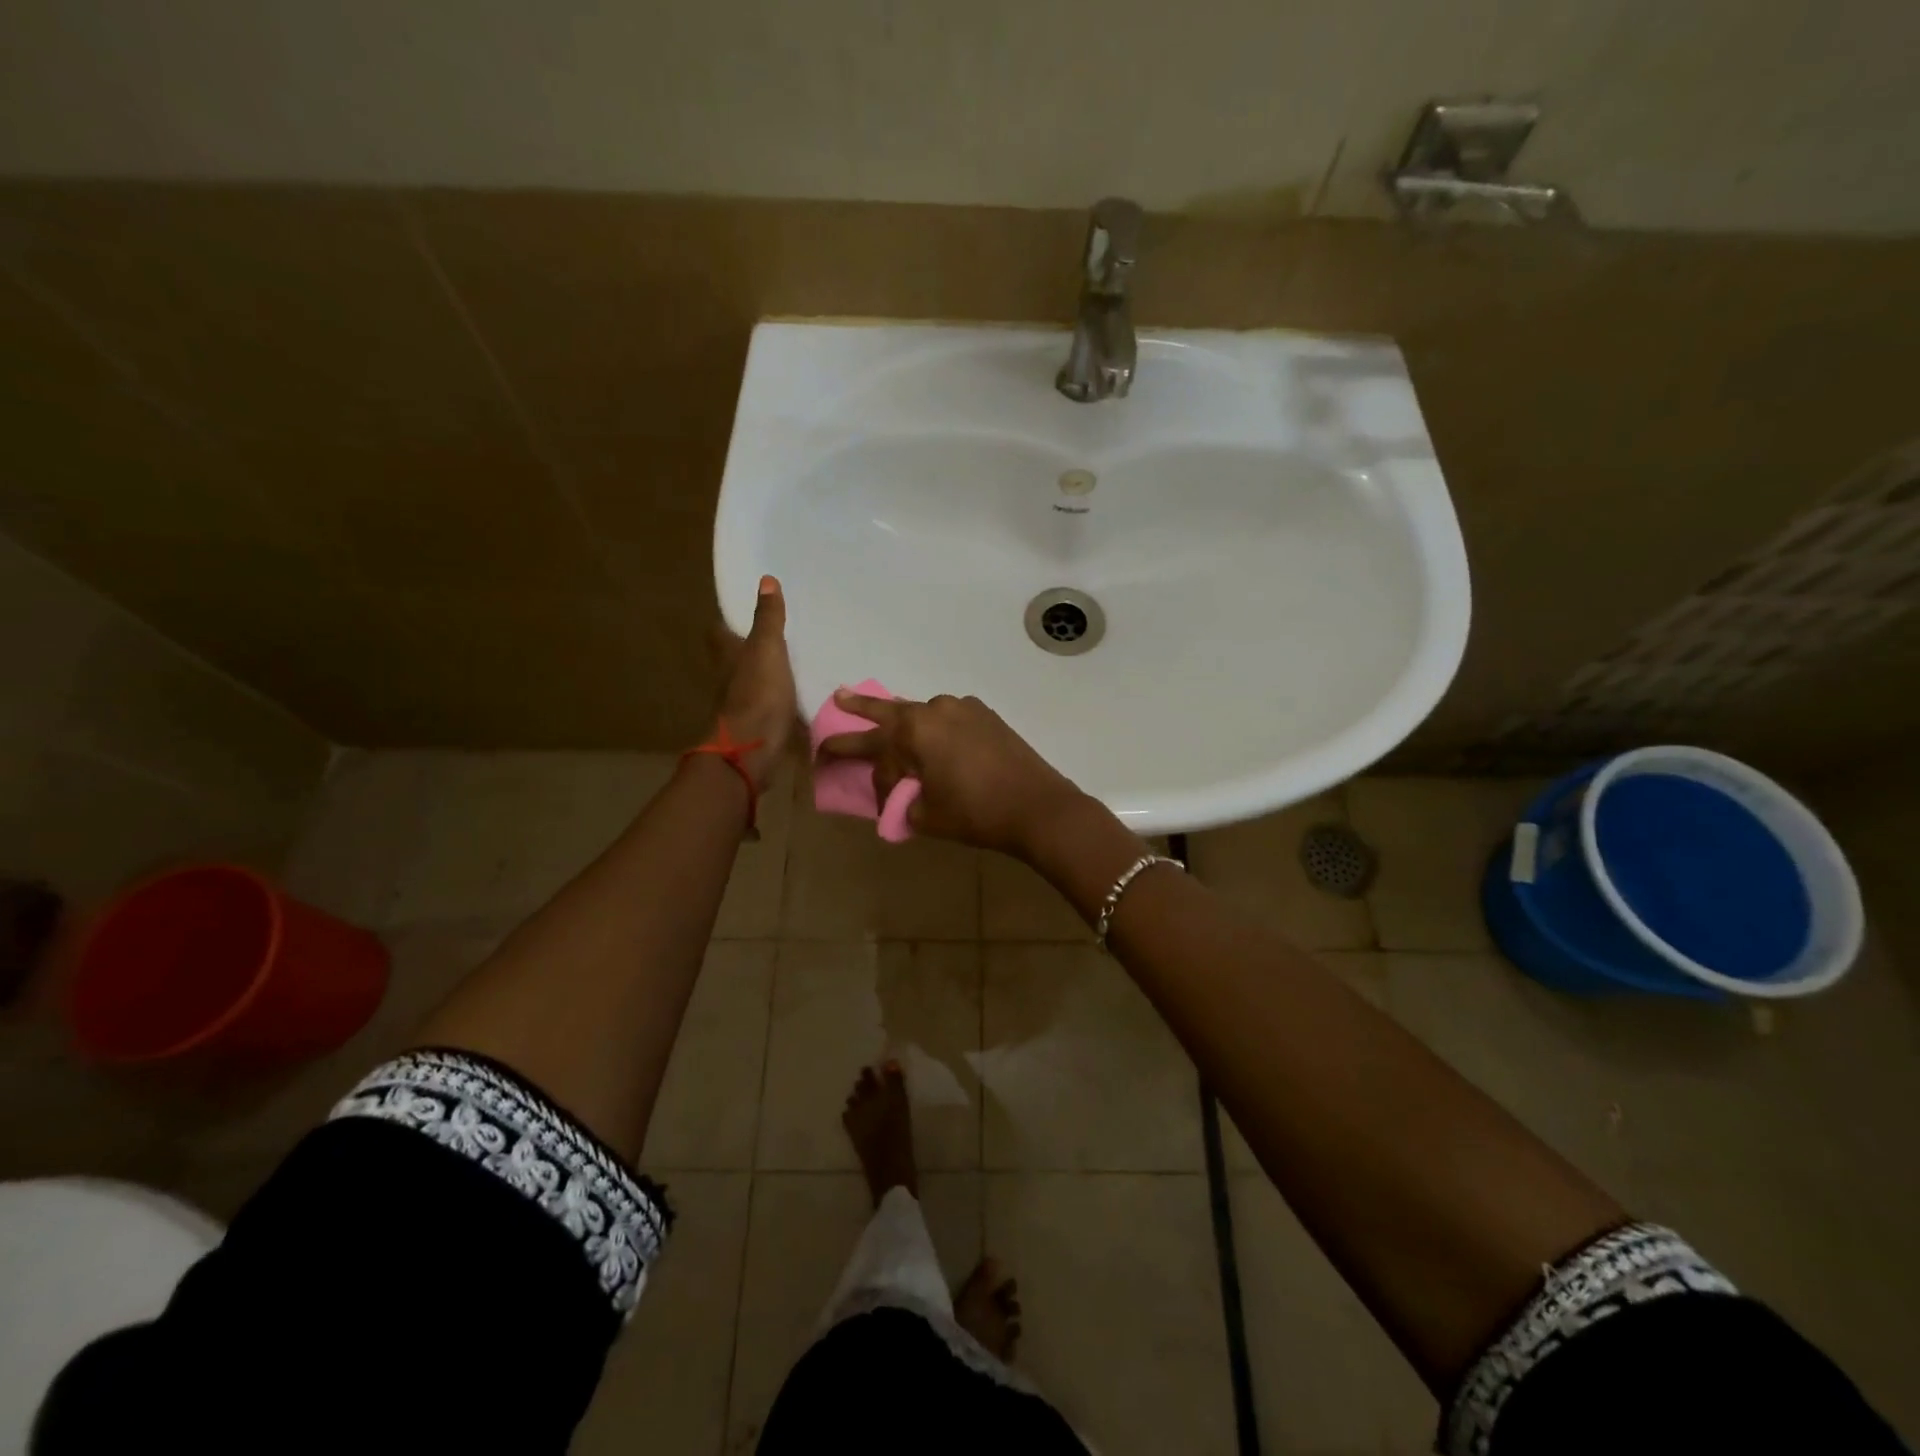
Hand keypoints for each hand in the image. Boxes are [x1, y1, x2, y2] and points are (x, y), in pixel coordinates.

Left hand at [709, 576, 797, 788]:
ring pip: (751, 682)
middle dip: (750, 649)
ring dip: (766, 676)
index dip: (729, 622)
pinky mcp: (757, 725)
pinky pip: (768, 705)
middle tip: (778, 637)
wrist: (754, 747)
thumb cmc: (757, 692)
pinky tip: (798, 697)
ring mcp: (741, 704)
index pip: (719, 631)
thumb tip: (765, 579)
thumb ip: (768, 618)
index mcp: (726, 655)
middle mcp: (728, 678)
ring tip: (794, 665)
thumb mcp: (767, 648)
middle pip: (734, 658)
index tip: (744, 613)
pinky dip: (779, 700)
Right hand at [817, 690, 1085, 856]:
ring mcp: (963, 708)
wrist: (1038, 806)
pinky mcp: (986, 715)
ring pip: (921, 713)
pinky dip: (935, 727)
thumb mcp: (926, 815)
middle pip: (888, 710)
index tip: (844, 772)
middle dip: (860, 708)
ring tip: (885, 717)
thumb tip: (899, 794)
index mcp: (914, 731)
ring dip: (903, 719)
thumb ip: (902, 801)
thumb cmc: (976, 813)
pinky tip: (935, 736)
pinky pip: (949, 717)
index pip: (872, 749)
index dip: (856, 765)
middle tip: (839, 697)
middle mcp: (935, 709)